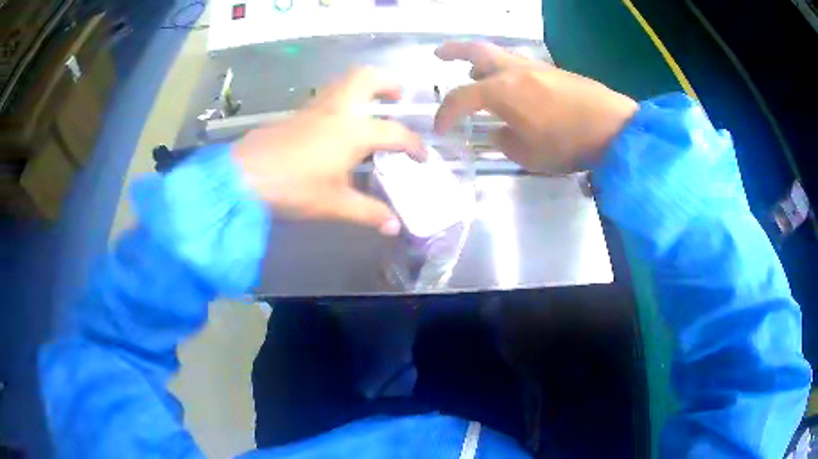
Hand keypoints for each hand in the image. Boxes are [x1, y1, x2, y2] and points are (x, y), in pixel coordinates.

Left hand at [233, 68, 423, 235]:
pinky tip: (339, 125)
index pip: (395, 132)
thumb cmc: (292, 188)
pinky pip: (327, 97)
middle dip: (388, 83)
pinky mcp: (296, 114)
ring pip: (344, 83)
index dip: (414, 145)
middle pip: (367, 78)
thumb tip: (394, 227)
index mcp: (353, 132)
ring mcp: (314, 109)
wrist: (243, 177)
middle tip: (398, 97)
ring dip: (364, 87)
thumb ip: (368, 212)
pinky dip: (342, 100)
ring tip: (373, 105)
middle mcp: (337, 111)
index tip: (422, 157)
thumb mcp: (333, 204)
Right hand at [434, 42, 638, 172]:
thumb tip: (499, 132)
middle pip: (476, 51)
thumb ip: (505, 141)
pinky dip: (504, 70)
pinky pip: (519, 64)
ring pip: (499, 55)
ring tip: (474, 75)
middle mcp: (514, 71)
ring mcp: (535, 67)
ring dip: (480, 62)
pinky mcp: (553, 71)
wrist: (612, 128)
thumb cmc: (567, 144)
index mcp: (501, 92)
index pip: (461, 98)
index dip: (445, 114)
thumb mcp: (528, 155)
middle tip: (438, 54)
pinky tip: (510, 86)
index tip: (439, 129)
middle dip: (453, 51)